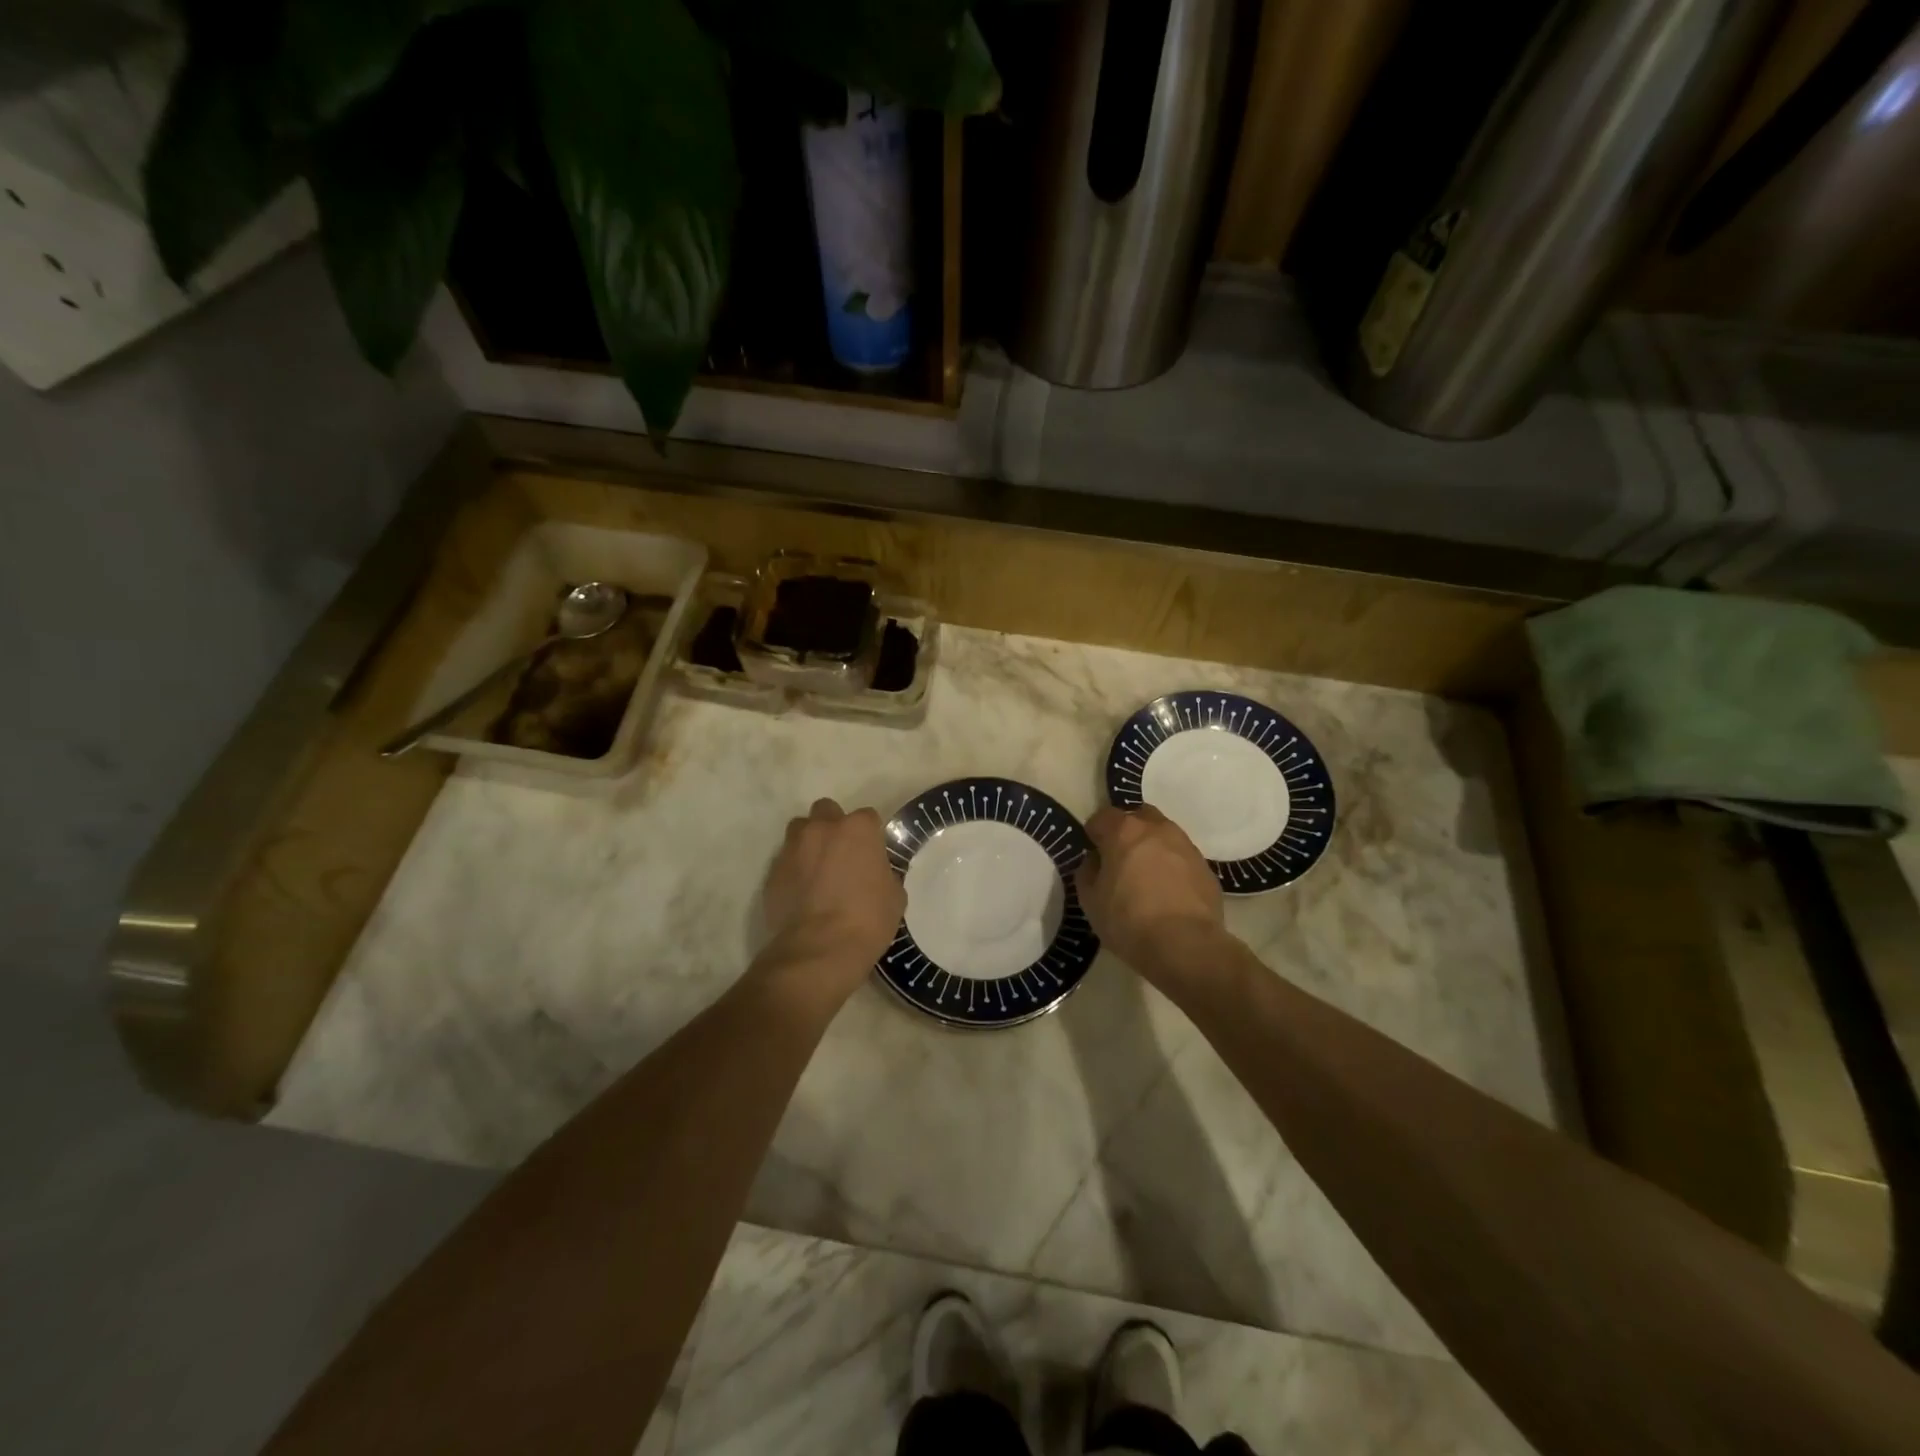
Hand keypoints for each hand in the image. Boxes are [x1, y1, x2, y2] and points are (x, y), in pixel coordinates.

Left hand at [757, 798, 905, 1004]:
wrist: (820, 950)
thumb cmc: (868, 919)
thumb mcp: (894, 895)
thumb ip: (884, 872)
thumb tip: (876, 872)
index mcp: (858, 828)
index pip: (867, 817)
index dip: (870, 836)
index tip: (872, 856)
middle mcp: (822, 828)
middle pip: (827, 811)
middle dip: (833, 827)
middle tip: (841, 855)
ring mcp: (793, 848)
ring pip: (800, 830)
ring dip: (809, 843)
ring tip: (817, 870)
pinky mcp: (772, 871)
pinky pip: (785, 861)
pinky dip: (793, 870)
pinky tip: (802, 893)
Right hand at [1077, 806, 1223, 976]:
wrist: (1186, 945)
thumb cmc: (1128, 920)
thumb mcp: (1090, 900)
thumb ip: (1088, 872)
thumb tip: (1095, 861)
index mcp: (1124, 831)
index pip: (1103, 816)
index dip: (1094, 833)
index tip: (1092, 853)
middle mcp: (1157, 829)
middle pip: (1138, 817)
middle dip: (1127, 832)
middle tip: (1120, 859)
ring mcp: (1186, 846)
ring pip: (1164, 835)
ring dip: (1152, 848)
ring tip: (1146, 877)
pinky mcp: (1206, 867)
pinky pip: (1182, 858)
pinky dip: (1172, 867)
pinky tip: (1168, 893)